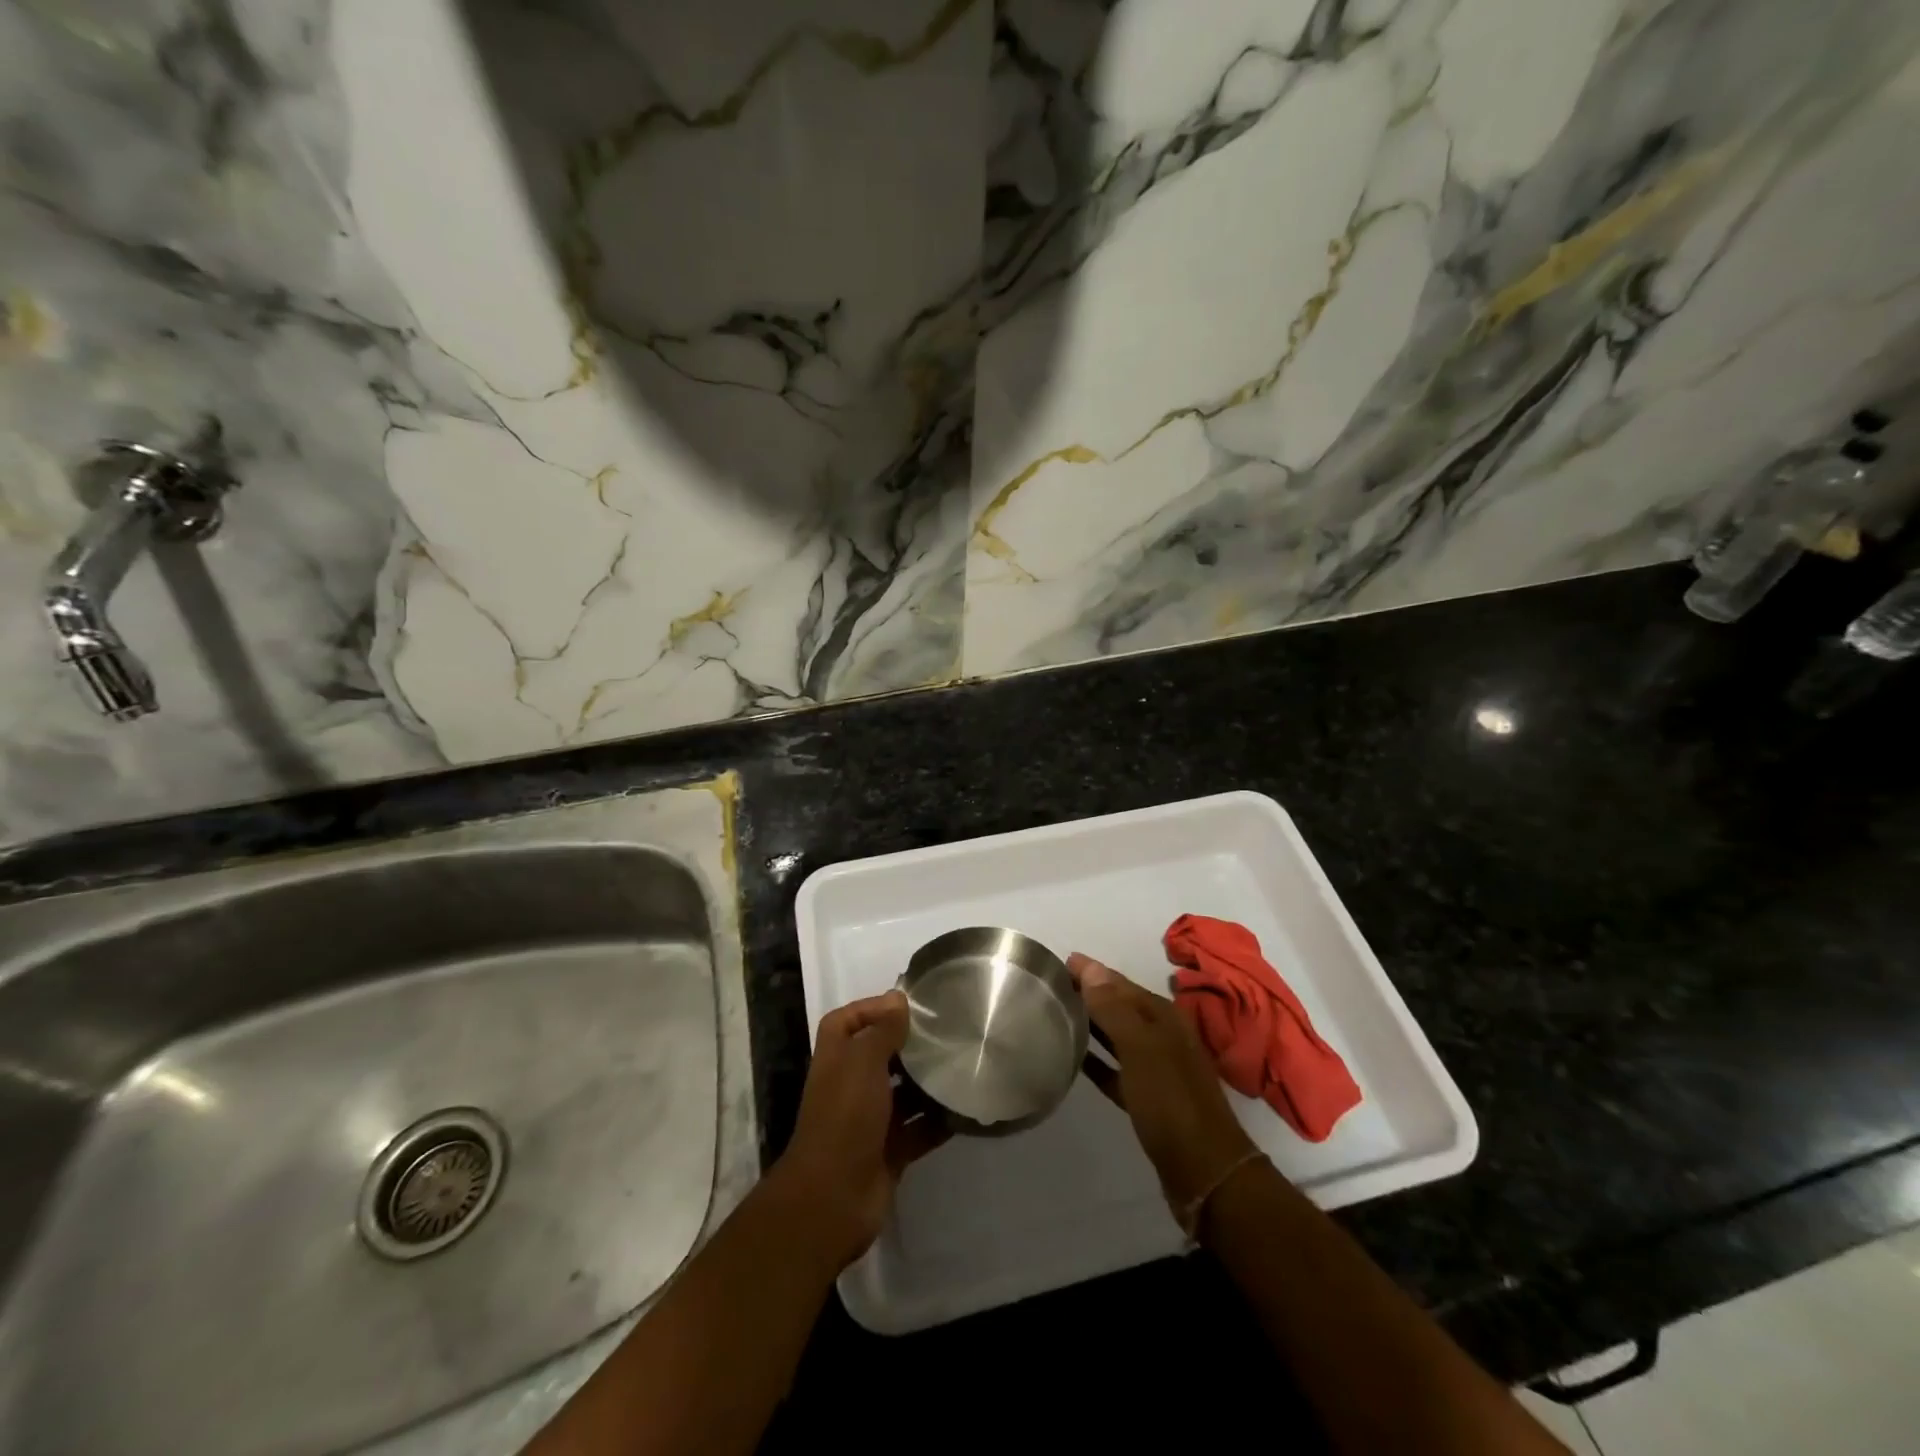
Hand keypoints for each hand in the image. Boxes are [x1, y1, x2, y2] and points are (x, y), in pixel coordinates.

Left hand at [767, 990, 948, 1269]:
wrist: (833, 1197)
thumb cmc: (845, 1116)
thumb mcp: (863, 1062)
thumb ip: (883, 1030)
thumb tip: (898, 999)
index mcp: (837, 1059)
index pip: (847, 1021)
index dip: (870, 1008)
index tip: (907, 1003)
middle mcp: (851, 1085)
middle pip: (880, 1055)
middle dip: (909, 1044)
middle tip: (948, 1031)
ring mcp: (870, 1120)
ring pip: (903, 1092)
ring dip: (928, 1082)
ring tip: (963, 1063)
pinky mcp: (890, 1151)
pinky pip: (919, 1129)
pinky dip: (939, 1120)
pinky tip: (966, 1107)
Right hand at [1069, 953, 1258, 1219]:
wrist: (1204, 1171)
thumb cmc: (1171, 1101)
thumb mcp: (1141, 1048)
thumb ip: (1114, 1009)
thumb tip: (1090, 967)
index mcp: (1163, 1017)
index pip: (1119, 983)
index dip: (1092, 972)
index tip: (1059, 962)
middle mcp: (1162, 1035)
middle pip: (1120, 1006)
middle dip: (1090, 993)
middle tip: (1052, 985)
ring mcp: (1156, 1068)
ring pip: (1117, 1036)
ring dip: (1091, 1023)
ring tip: (1057, 1015)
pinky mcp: (1147, 1098)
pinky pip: (1116, 1069)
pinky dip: (1097, 1060)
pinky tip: (1074, 1059)